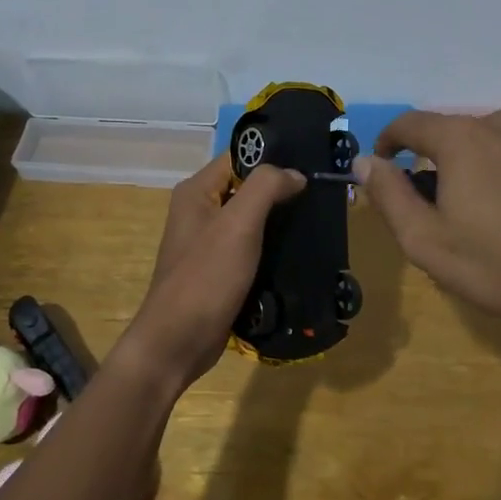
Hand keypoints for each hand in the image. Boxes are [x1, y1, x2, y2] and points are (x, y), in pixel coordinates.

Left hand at [115, 153, 305, 388]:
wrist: (178, 341)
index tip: (311, 166)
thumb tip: (295, 174)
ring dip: (280, 222)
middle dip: (281, 192)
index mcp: (196, 191)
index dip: (273, 159)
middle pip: (246, 188)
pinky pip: (250, 249)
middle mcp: (199, 211)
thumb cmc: (206, 277)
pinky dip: (272, 249)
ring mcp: (207, 243)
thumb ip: (266, 187)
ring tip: (317, 223)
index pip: (238, 158)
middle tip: (322, 197)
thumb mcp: (238, 224)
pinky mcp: (218, 271)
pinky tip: (299, 253)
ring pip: (252, 221)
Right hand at [360, 106, 500, 350]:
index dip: (387, 143)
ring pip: (483, 141)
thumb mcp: (426, 240)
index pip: (409, 123)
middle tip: (430, 211)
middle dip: (430, 162)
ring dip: (466, 167)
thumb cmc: (499, 266)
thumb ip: (389, 195)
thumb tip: (364, 161)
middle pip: (448, 133)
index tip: (382, 170)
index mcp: (463, 137)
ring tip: (472, 215)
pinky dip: (499, 172)